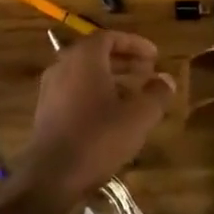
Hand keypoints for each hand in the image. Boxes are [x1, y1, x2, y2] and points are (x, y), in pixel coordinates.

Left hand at [14, 31, 173, 210]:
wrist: (51, 175)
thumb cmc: (98, 138)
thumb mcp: (137, 117)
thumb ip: (156, 95)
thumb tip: (167, 79)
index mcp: (84, 58)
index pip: (110, 37)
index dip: (134, 44)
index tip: (154, 55)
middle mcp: (63, 65)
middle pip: (96, 53)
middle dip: (124, 60)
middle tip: (147, 71)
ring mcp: (50, 87)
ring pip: (84, 72)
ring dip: (110, 77)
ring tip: (133, 93)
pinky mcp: (46, 109)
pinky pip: (74, 89)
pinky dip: (94, 92)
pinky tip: (110, 114)